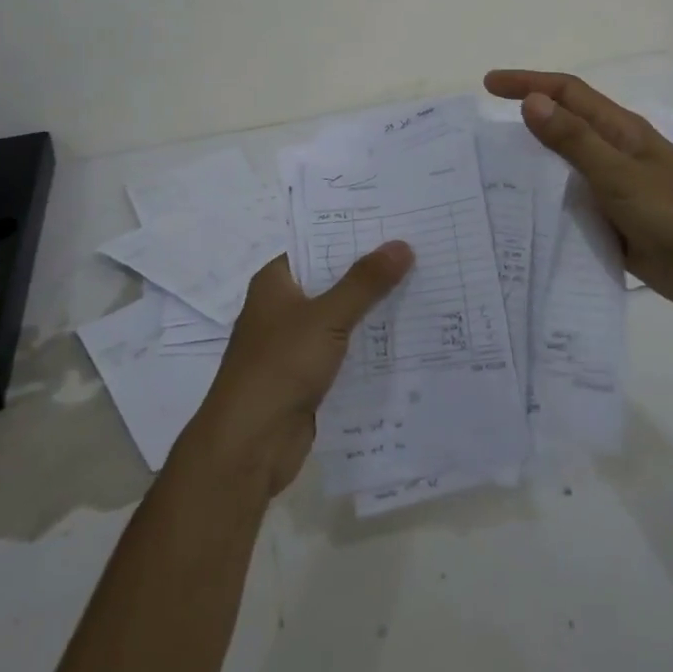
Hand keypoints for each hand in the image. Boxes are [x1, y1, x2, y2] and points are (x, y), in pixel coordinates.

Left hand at [185, 243, 413, 494]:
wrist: (249, 446)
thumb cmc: (279, 367)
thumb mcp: (327, 317)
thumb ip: (365, 282)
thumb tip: (402, 244)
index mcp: (275, 283)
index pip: (317, 246)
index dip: (353, 235)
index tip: (394, 224)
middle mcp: (282, 308)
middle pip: (333, 281)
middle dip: (371, 273)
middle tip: (419, 253)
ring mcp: (294, 345)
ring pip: (341, 318)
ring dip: (374, 311)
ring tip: (423, 289)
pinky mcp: (307, 378)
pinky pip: (344, 352)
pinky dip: (369, 346)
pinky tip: (406, 337)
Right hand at [484, 70, 672, 318]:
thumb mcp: (621, 174)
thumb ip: (575, 140)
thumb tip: (532, 101)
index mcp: (620, 131)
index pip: (567, 93)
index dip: (528, 83)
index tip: (488, 85)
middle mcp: (615, 155)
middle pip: (563, 130)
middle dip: (524, 125)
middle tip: (479, 139)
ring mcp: (617, 192)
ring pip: (565, 172)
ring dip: (533, 172)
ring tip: (488, 183)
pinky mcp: (618, 226)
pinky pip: (574, 210)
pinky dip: (549, 210)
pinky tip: (522, 226)